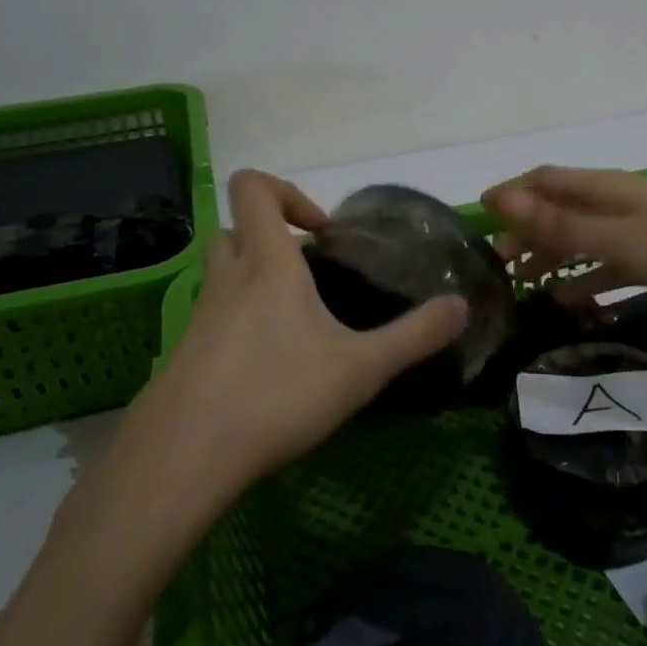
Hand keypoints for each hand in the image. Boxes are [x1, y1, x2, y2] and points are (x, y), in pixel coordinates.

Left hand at [147, 170, 468, 488]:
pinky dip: (239, 323)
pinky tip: (268, 370)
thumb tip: (462, 306)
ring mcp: (199, 316)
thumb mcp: (361, 367)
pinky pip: (213, 317)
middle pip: (235, 228)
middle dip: (272, 238)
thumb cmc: (277, 394)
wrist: (184, 458)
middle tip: (310, 274)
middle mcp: (227, 278)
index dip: (287, 192)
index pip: (253, 187)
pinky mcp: (184, 353)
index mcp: (266, 263)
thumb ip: (415, 335)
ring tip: (296, 324)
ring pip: (222, 273)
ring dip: (255, 279)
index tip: (321, 233)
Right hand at [481, 165, 646, 316]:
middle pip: (562, 209)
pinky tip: (575, 301)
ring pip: (586, 238)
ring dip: (556, 256)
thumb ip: (562, 225)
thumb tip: (501, 200)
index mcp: (607, 189)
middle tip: (499, 265)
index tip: (478, 216)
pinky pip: (615, 264)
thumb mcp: (622, 240)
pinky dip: (591, 278)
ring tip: (526, 285)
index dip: (511, 194)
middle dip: (528, 231)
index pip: (545, 180)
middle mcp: (621, 202)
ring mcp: (645, 229)